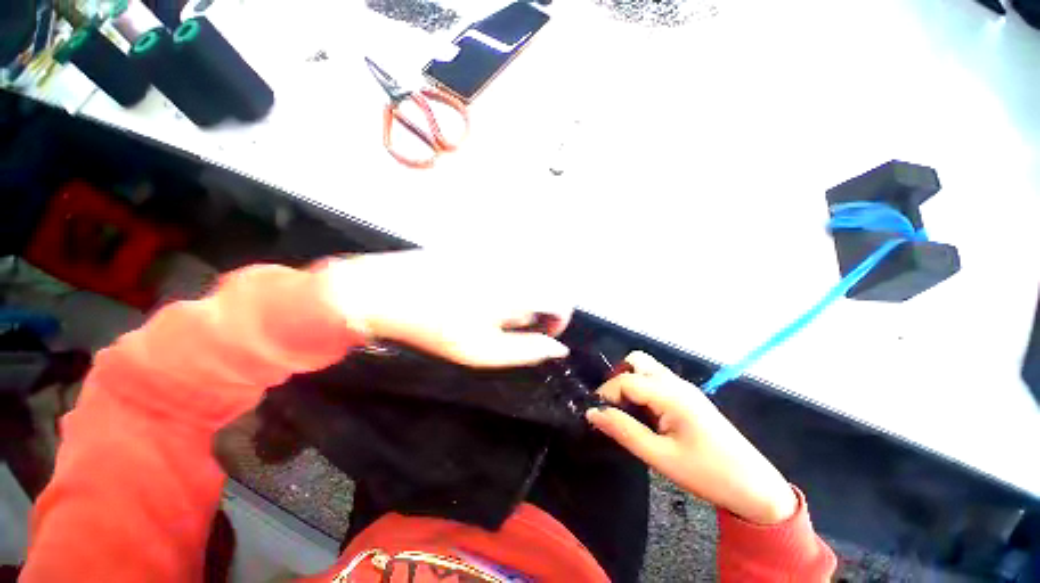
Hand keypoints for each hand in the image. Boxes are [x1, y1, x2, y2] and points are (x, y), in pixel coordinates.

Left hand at [321, 251, 571, 367]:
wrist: (384, 291)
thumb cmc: (432, 327)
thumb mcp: (479, 351)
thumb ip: (524, 350)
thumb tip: (558, 348)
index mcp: (515, 289)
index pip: (560, 298)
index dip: (559, 318)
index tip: (545, 332)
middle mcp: (510, 264)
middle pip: (547, 282)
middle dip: (540, 305)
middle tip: (515, 322)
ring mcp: (495, 251)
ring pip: (529, 272)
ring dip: (524, 292)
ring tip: (497, 307)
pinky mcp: (480, 245)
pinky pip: (509, 262)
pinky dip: (508, 279)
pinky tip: (484, 290)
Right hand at [587, 352, 797, 524]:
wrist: (755, 488)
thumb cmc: (708, 474)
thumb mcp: (660, 457)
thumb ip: (623, 430)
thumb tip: (592, 412)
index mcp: (671, 394)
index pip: (625, 380)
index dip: (606, 394)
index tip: (597, 414)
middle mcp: (676, 383)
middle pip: (637, 361)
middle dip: (618, 379)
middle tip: (614, 407)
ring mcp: (685, 388)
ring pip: (647, 368)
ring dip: (630, 383)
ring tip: (627, 412)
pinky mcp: (689, 397)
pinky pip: (657, 380)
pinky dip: (643, 389)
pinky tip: (645, 415)